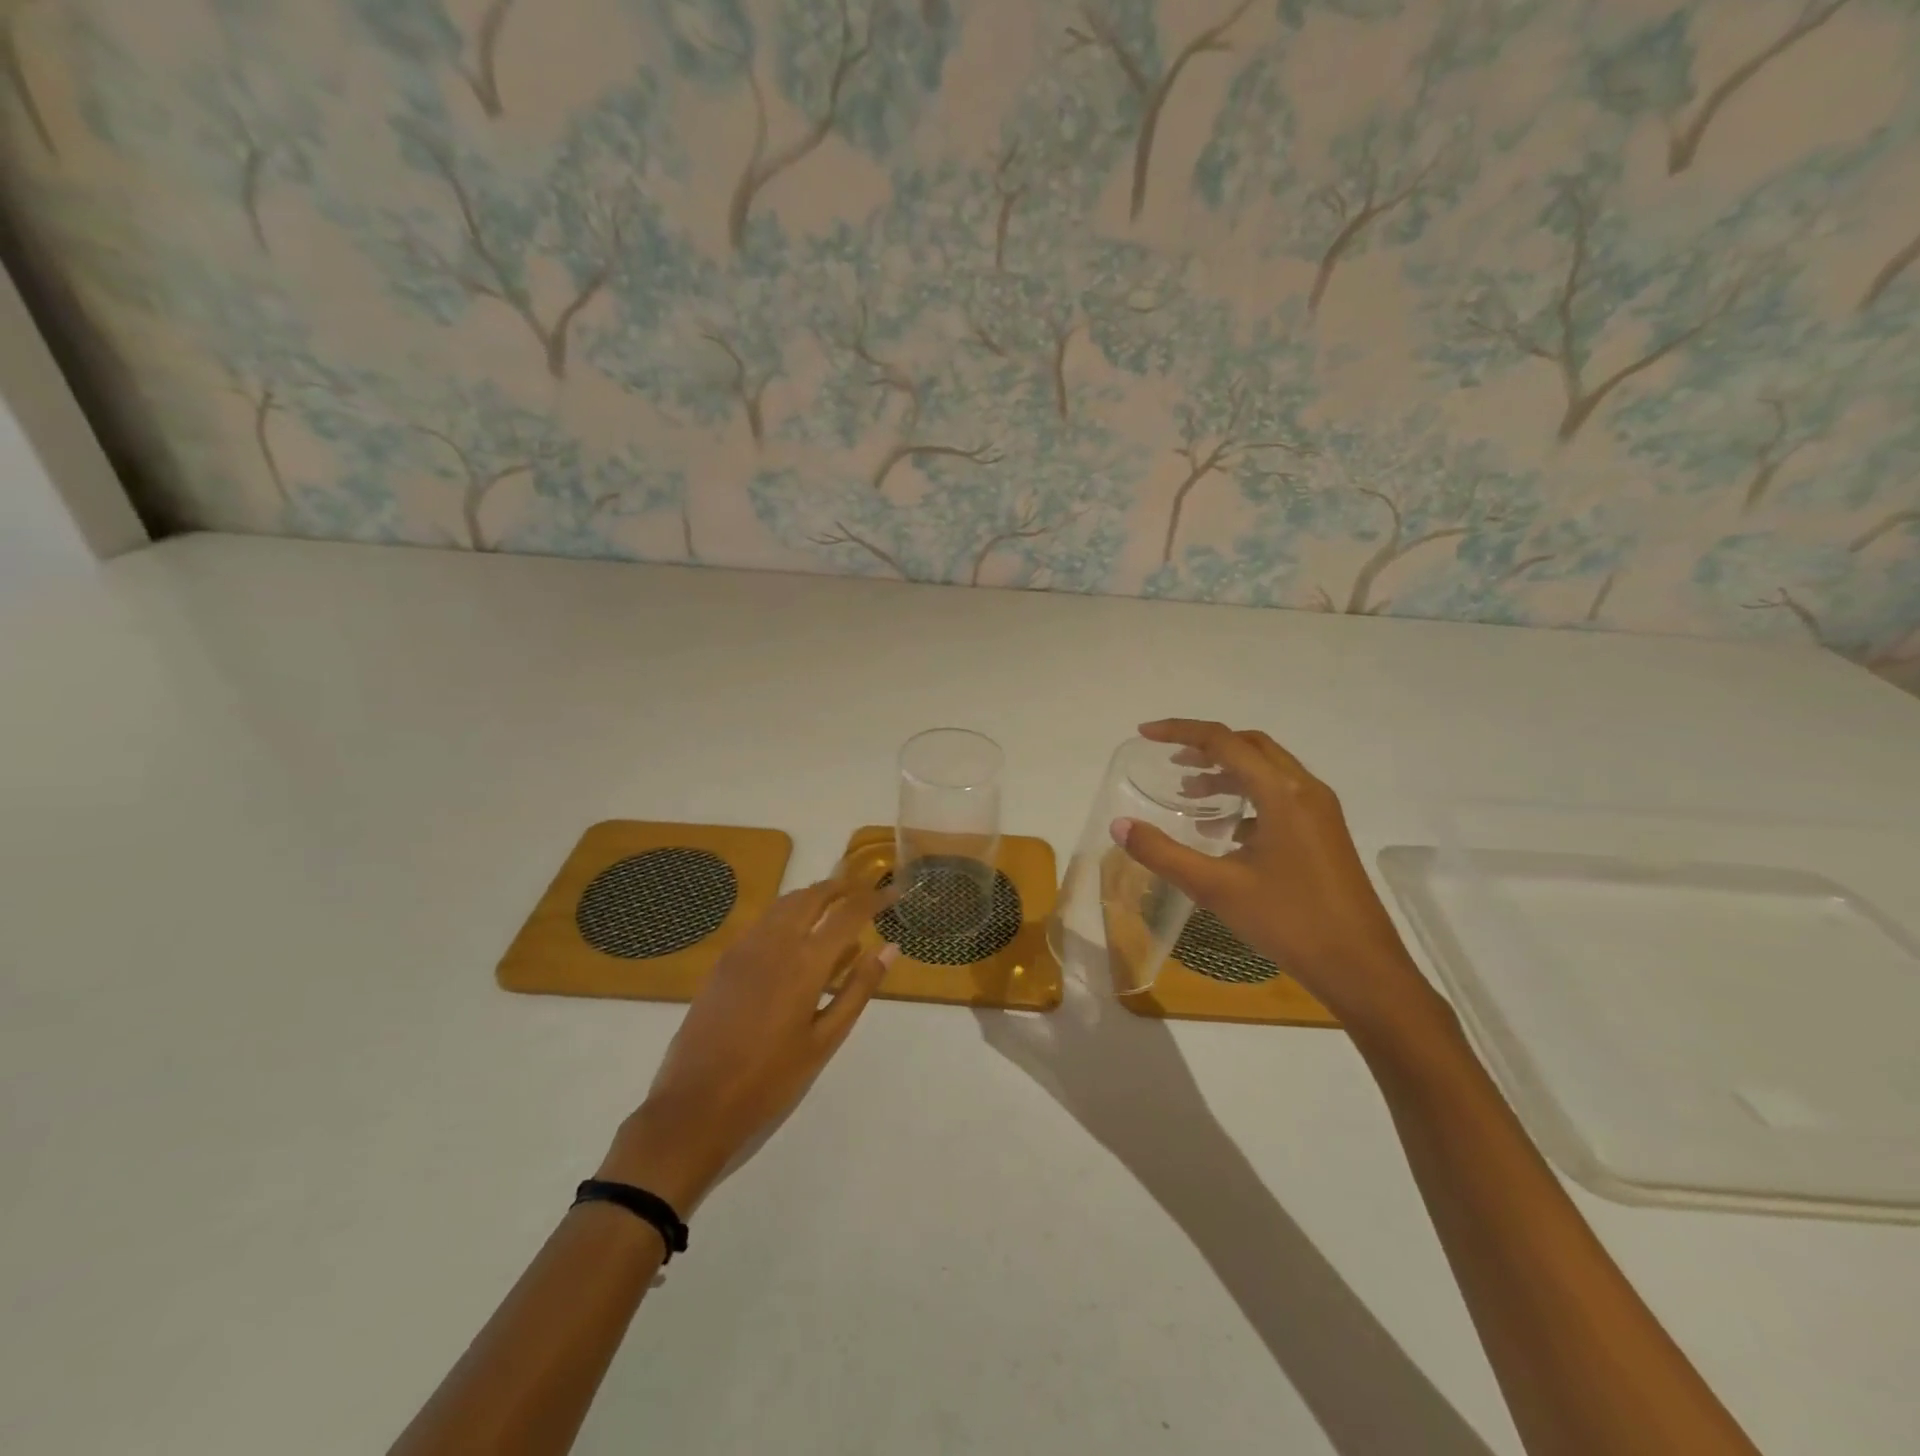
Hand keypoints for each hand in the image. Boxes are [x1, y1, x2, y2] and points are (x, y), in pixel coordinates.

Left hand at [597, 876, 897, 1213]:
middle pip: (813, 896)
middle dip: (841, 888)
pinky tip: (794, 936)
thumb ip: (858, 988)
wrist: (695, 1105)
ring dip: (813, 897)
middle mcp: (775, 942)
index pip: (848, 913)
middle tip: (864, 894)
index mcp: (806, 962)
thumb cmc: (771, 1079)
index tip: (893, 894)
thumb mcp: (825, 1039)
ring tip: (834, 909)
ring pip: (784, 903)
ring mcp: (744, 947)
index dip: (874, 899)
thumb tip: (889, 948)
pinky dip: (786, 914)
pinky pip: (762, 921)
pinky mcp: (725, 960)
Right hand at [1112, 719, 1433, 1033]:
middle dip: (1207, 747)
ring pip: (1267, 772)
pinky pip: (1281, 797)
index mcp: (1282, 792)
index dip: (1181, 732)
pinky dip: (1248, 798)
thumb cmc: (1289, 921)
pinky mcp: (1325, 834)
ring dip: (1227, 774)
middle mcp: (1305, 790)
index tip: (1145, 734)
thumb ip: (1163, 853)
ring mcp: (1320, 812)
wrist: (1362, 968)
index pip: (1224, 741)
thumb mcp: (1216, 887)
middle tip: (1171, 762)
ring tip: (1190, 795)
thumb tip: (1119, 826)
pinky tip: (1225, 832)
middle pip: (1250, 746)